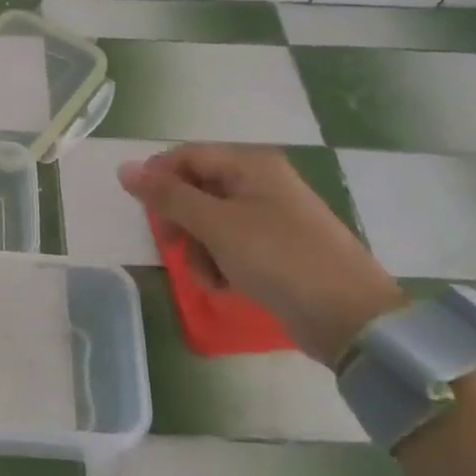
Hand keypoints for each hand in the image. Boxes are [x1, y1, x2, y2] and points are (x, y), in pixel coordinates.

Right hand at [119, 145, 403, 366]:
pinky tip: (225, 285)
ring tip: (208, 276)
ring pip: (209, 222)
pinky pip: (230, 245)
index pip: (187, 156)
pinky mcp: (275, 249)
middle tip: (171, 248)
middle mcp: (259, 183)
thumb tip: (125, 168)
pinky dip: (220, 263)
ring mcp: (269, 217)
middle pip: (196, 189)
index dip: (159, 179)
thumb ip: (169, 196)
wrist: (351, 319)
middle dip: (180, 221)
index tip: (144, 213)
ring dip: (198, 248)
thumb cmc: (280, 259)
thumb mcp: (217, 225)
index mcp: (251, 165)